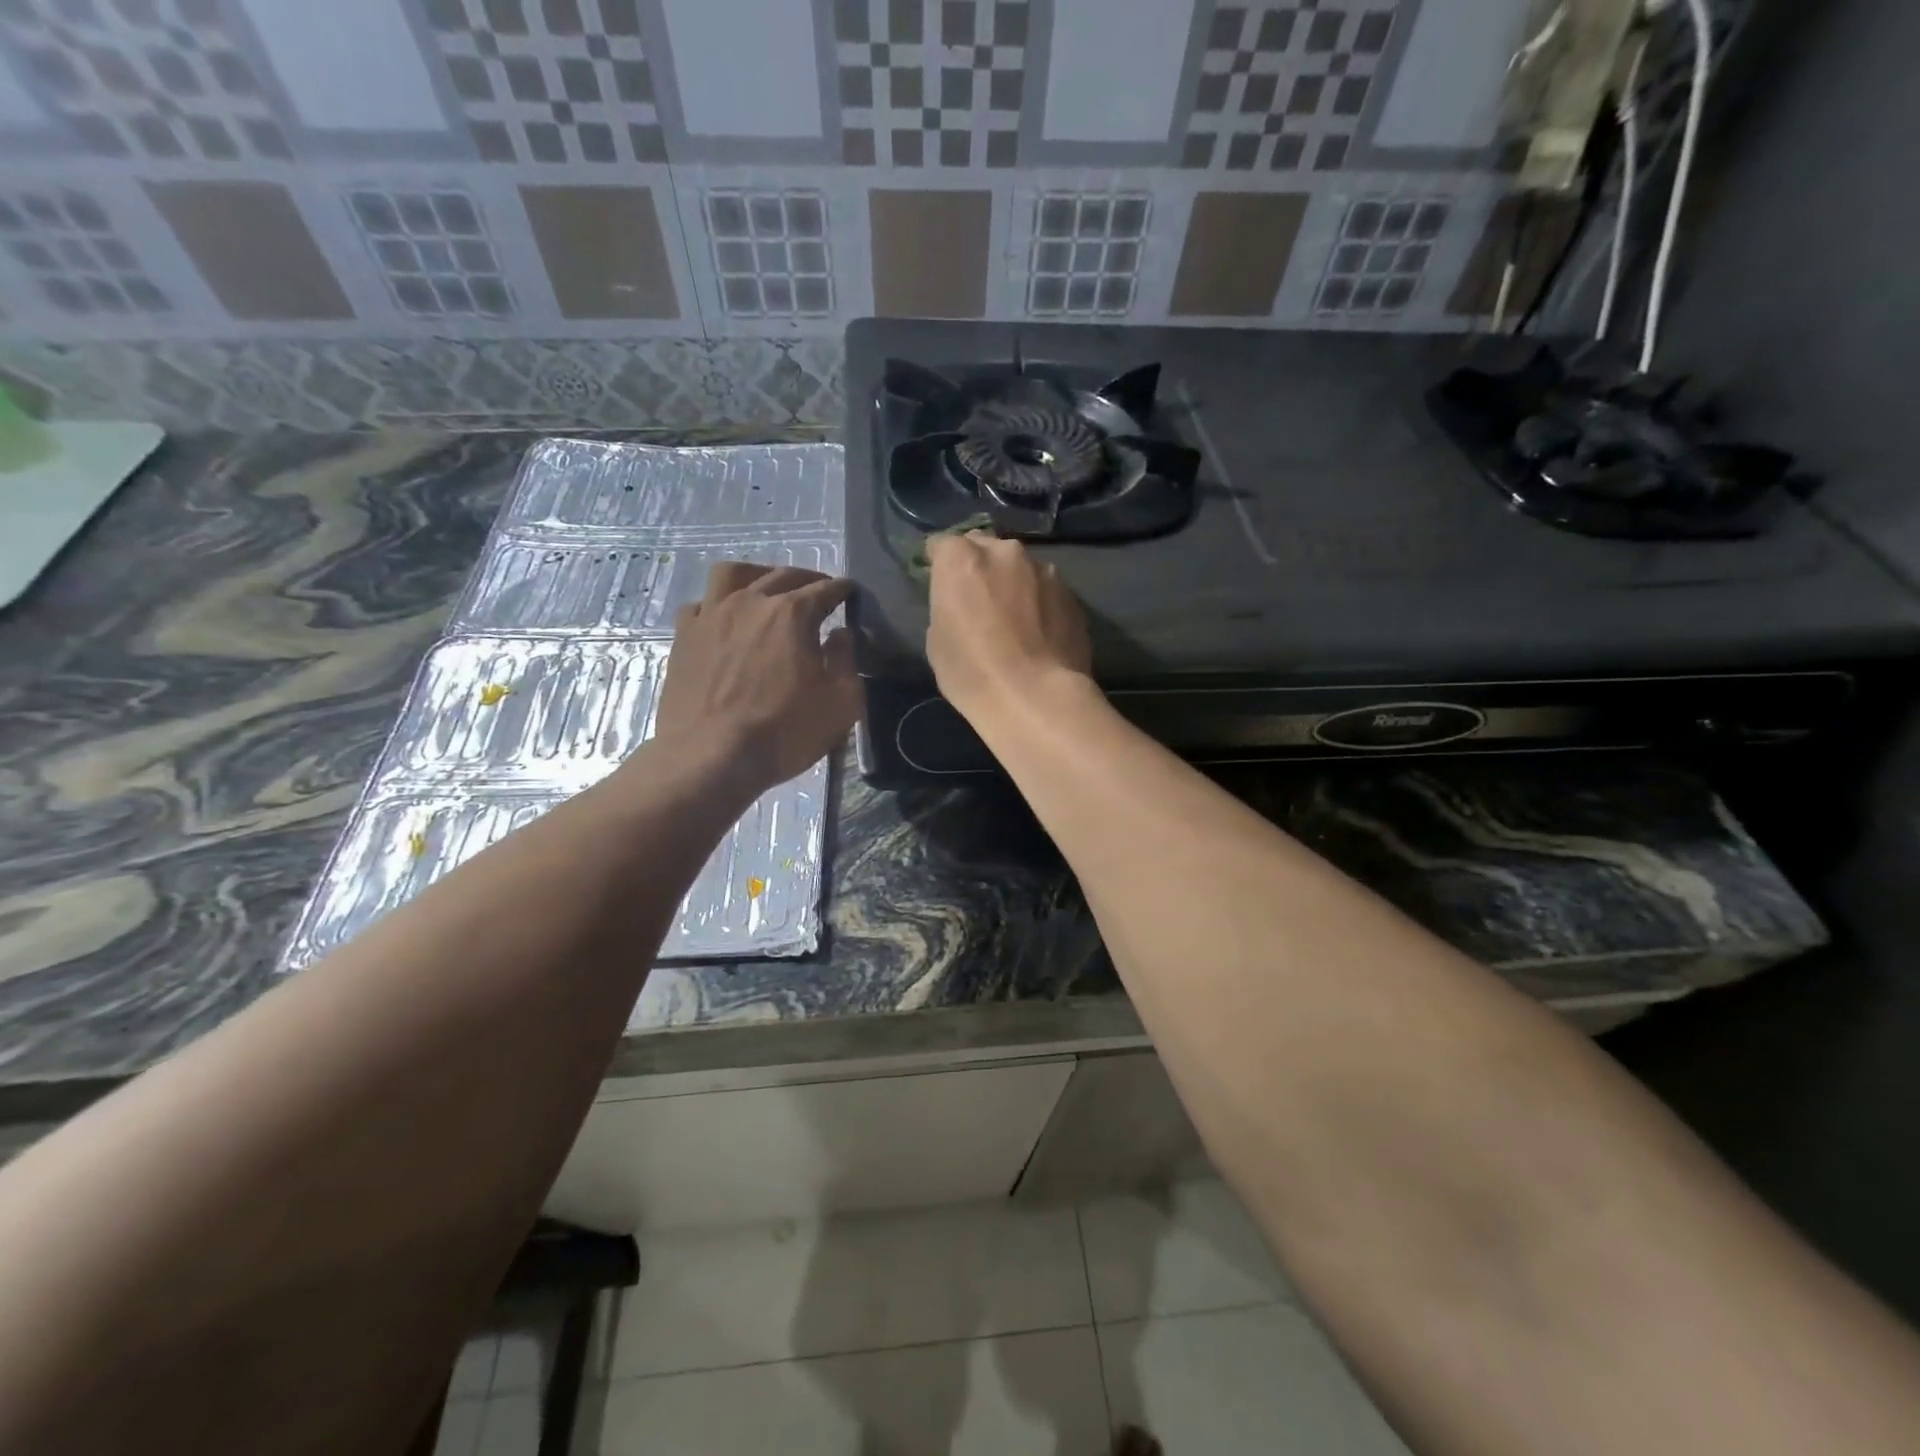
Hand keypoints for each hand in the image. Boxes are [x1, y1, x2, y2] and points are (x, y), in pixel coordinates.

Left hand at [655, 563, 862, 793]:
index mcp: (792, 613)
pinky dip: (717, 605)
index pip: (825, 589)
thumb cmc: (784, 731)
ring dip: (757, 575)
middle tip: (818, 591)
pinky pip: (700, 604)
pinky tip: (724, 620)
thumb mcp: (841, 703)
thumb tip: (841, 634)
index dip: (842, 589)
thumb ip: (847, 661)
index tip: (850, 592)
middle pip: (782, 575)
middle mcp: (750, 602)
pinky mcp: (683, 637)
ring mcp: (711, 615)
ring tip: (766, 589)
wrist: (710, 757)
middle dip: (807, 579)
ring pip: (732, 574)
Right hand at [925, 533, 1092, 722]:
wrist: (1037, 697)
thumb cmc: (973, 673)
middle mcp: (1004, 552)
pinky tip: (1039, 632)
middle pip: (984, 548)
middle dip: (979, 566)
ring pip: (1020, 568)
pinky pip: (1046, 589)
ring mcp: (1043, 569)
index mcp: (961, 559)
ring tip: (1014, 618)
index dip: (938, 563)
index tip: (940, 583)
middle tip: (978, 598)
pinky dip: (1039, 602)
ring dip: (1013, 583)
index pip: (941, 545)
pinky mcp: (1071, 593)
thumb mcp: (937, 641)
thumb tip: (960, 604)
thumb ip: (947, 606)